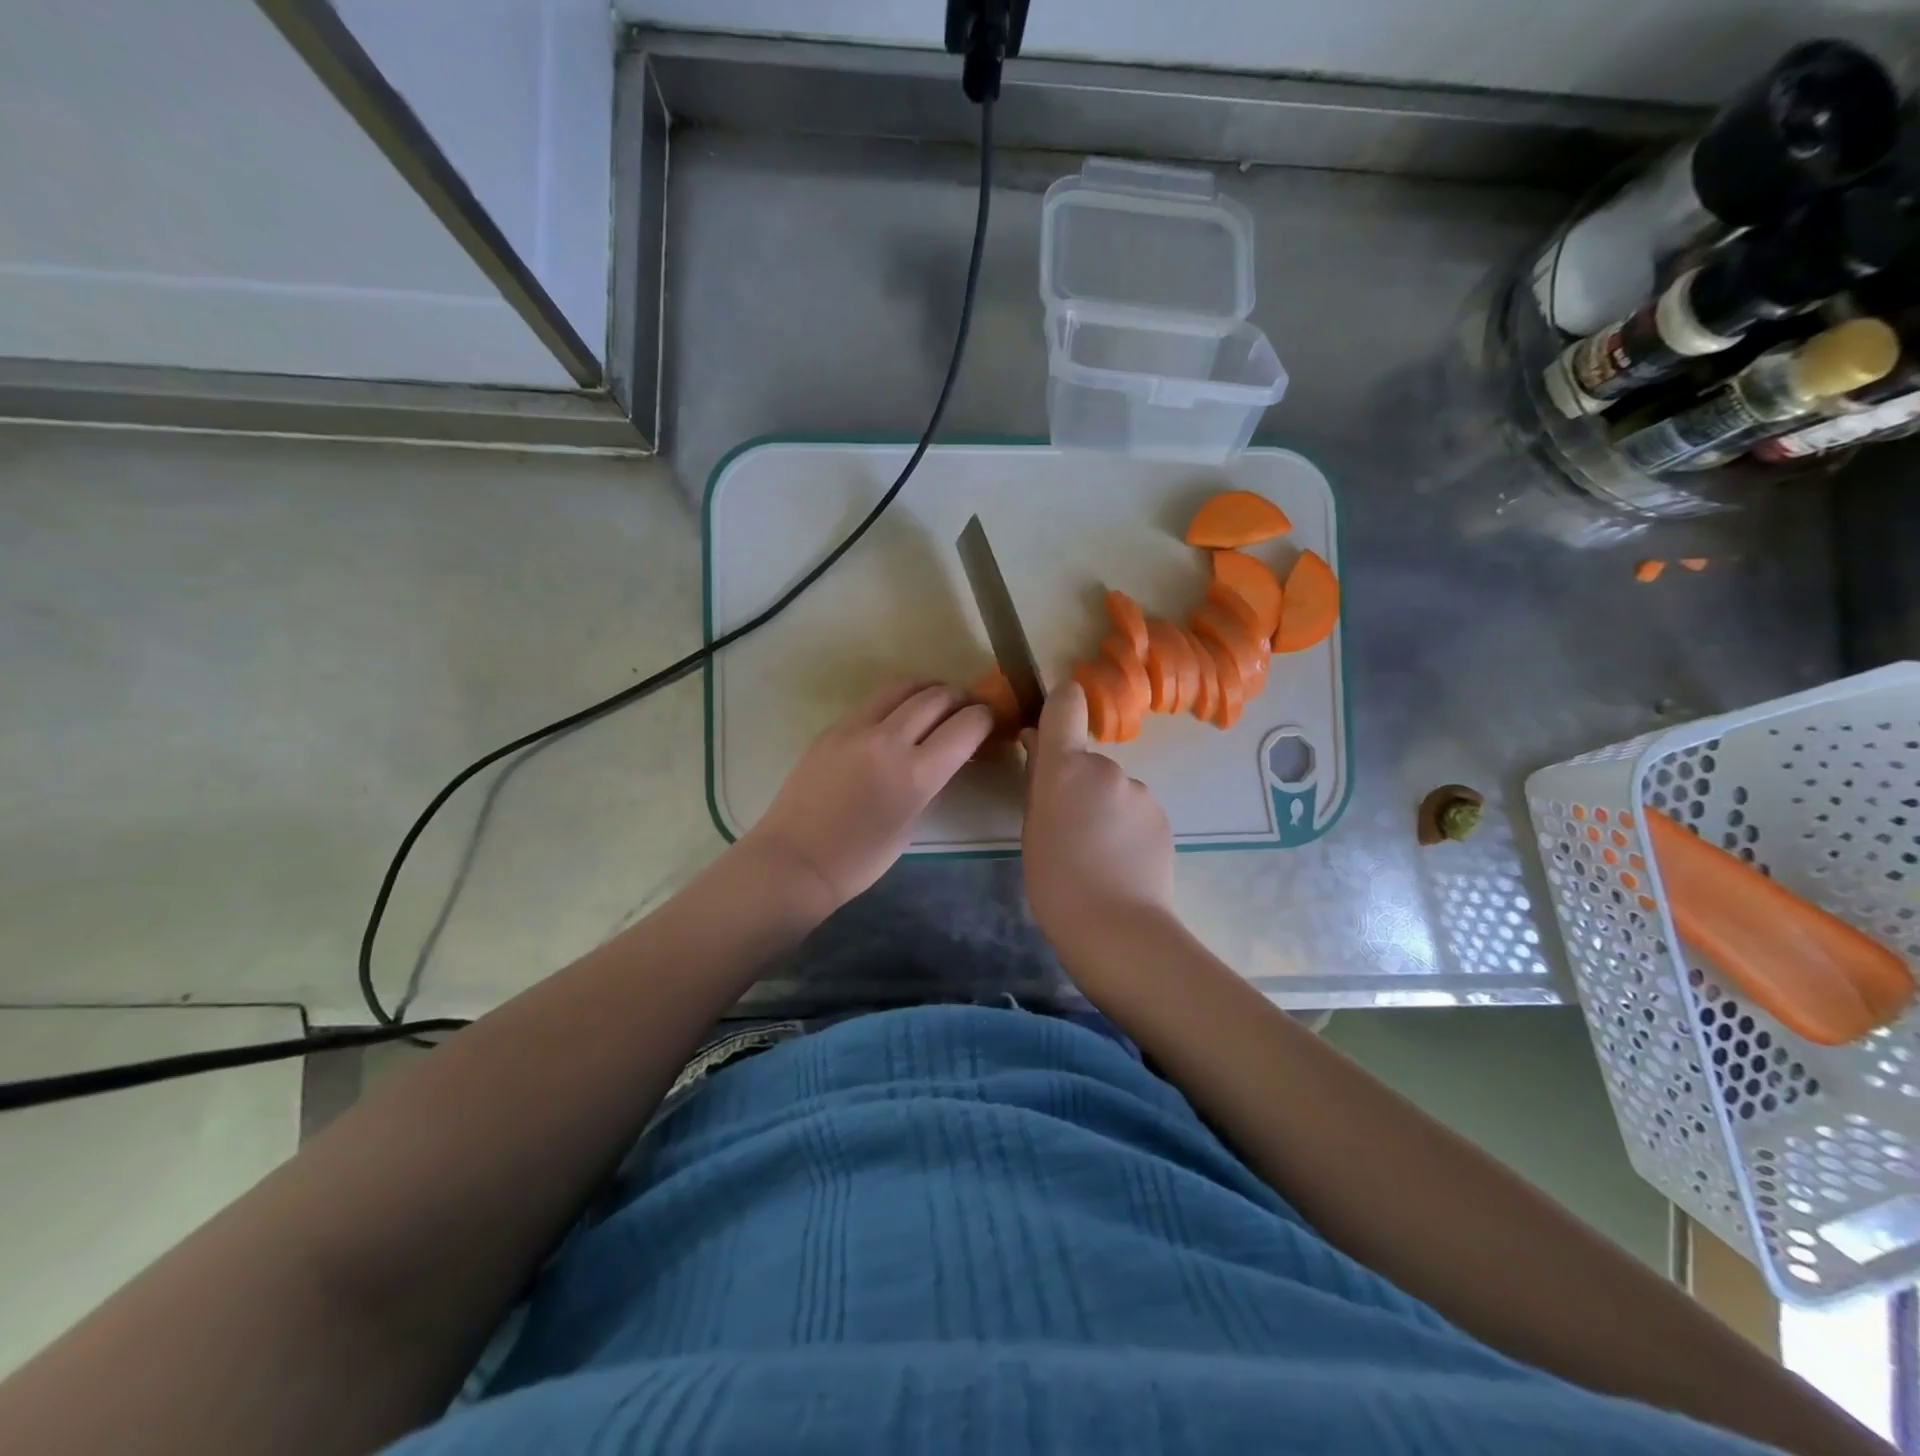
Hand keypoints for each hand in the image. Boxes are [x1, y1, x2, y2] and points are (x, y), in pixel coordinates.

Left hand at [740, 679, 993, 915]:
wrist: (796, 860)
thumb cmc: (861, 858)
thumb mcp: (912, 823)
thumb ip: (933, 782)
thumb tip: (950, 756)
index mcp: (916, 773)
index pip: (966, 725)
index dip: (985, 718)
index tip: (990, 721)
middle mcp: (889, 740)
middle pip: (937, 697)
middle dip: (960, 698)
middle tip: (967, 709)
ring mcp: (856, 728)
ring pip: (902, 687)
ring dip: (928, 689)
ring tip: (935, 701)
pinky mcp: (832, 727)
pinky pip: (873, 701)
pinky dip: (896, 701)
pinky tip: (897, 717)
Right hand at [1020, 681, 1173, 955]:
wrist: (1115, 927)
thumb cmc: (1055, 880)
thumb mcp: (1031, 828)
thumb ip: (1037, 780)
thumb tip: (1037, 742)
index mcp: (1066, 768)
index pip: (1066, 705)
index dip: (1061, 704)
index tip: (1053, 722)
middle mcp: (1107, 768)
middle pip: (1087, 761)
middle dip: (1078, 784)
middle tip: (1068, 828)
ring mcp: (1140, 791)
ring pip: (1114, 789)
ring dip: (1104, 807)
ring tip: (1097, 853)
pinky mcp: (1163, 816)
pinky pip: (1135, 810)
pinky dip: (1126, 826)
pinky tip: (1121, 861)